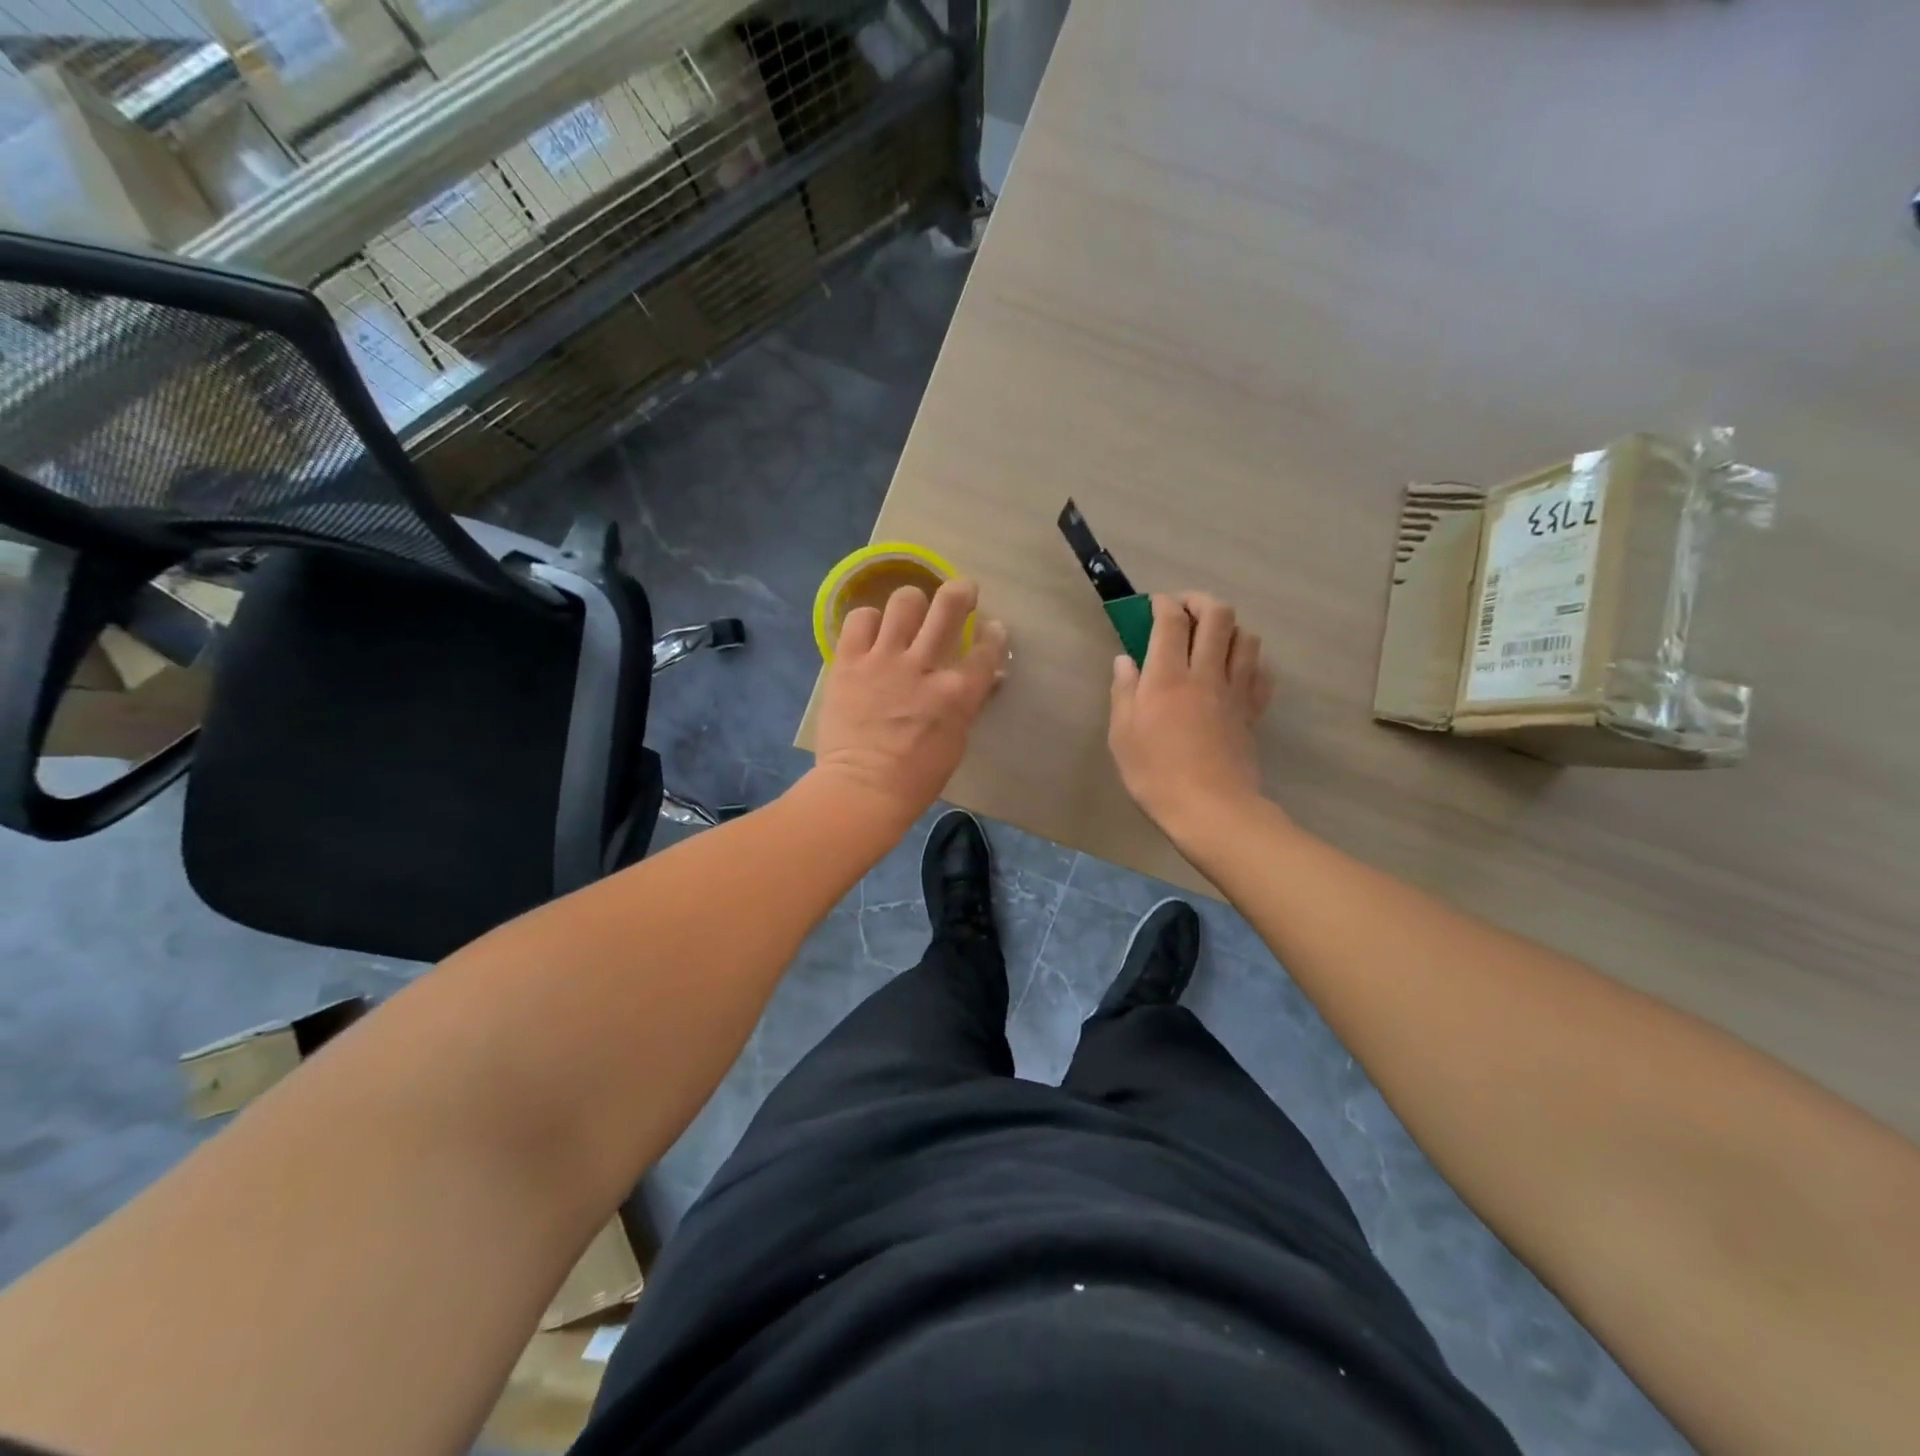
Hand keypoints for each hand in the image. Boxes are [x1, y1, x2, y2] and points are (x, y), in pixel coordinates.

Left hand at [813, 579, 1010, 827]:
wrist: (861, 789)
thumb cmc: (915, 777)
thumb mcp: (956, 742)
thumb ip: (966, 704)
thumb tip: (978, 679)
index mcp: (957, 693)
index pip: (986, 650)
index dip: (994, 634)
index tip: (993, 628)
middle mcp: (924, 667)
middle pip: (949, 607)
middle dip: (961, 592)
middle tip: (962, 591)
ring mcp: (884, 661)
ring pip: (905, 601)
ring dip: (913, 603)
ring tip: (910, 611)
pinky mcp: (849, 662)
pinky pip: (860, 619)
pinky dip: (869, 621)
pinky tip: (872, 632)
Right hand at [1108, 592, 1273, 839]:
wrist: (1210, 809)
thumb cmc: (1155, 774)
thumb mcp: (1122, 736)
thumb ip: (1123, 692)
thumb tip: (1125, 660)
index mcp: (1167, 677)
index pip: (1171, 621)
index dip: (1163, 604)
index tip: (1154, 605)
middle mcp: (1205, 673)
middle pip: (1217, 616)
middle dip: (1200, 601)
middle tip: (1184, 610)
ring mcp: (1235, 691)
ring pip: (1246, 637)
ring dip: (1229, 627)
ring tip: (1212, 637)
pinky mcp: (1253, 711)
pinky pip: (1261, 672)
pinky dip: (1250, 662)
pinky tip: (1235, 671)